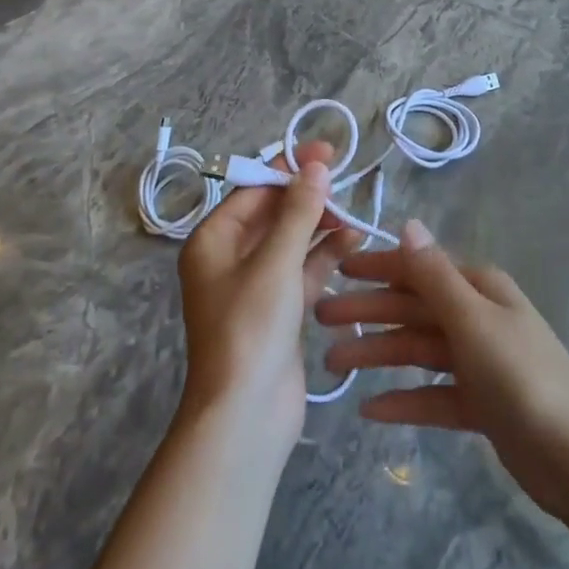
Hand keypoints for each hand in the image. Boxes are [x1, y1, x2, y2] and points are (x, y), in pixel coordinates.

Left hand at [175, 141, 358, 459]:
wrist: (245, 416)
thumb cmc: (250, 329)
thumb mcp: (275, 262)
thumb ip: (299, 211)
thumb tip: (316, 165)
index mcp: (213, 241)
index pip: (253, 190)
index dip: (288, 168)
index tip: (325, 152)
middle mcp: (229, 258)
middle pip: (273, 213)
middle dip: (307, 196)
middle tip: (344, 178)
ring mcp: (256, 286)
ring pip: (291, 241)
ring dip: (320, 225)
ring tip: (355, 213)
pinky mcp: (279, 310)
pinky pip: (303, 270)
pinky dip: (325, 256)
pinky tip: (354, 241)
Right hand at [316, 221, 568, 517]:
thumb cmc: (522, 377)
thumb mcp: (473, 320)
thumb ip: (434, 275)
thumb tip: (408, 224)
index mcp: (478, 288)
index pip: (418, 269)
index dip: (376, 267)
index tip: (335, 270)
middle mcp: (477, 317)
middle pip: (412, 309)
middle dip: (368, 312)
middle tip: (319, 320)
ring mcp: (479, 361)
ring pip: (417, 351)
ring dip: (378, 355)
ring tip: (333, 366)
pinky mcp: (479, 403)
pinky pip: (431, 394)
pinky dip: (403, 399)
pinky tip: (369, 409)